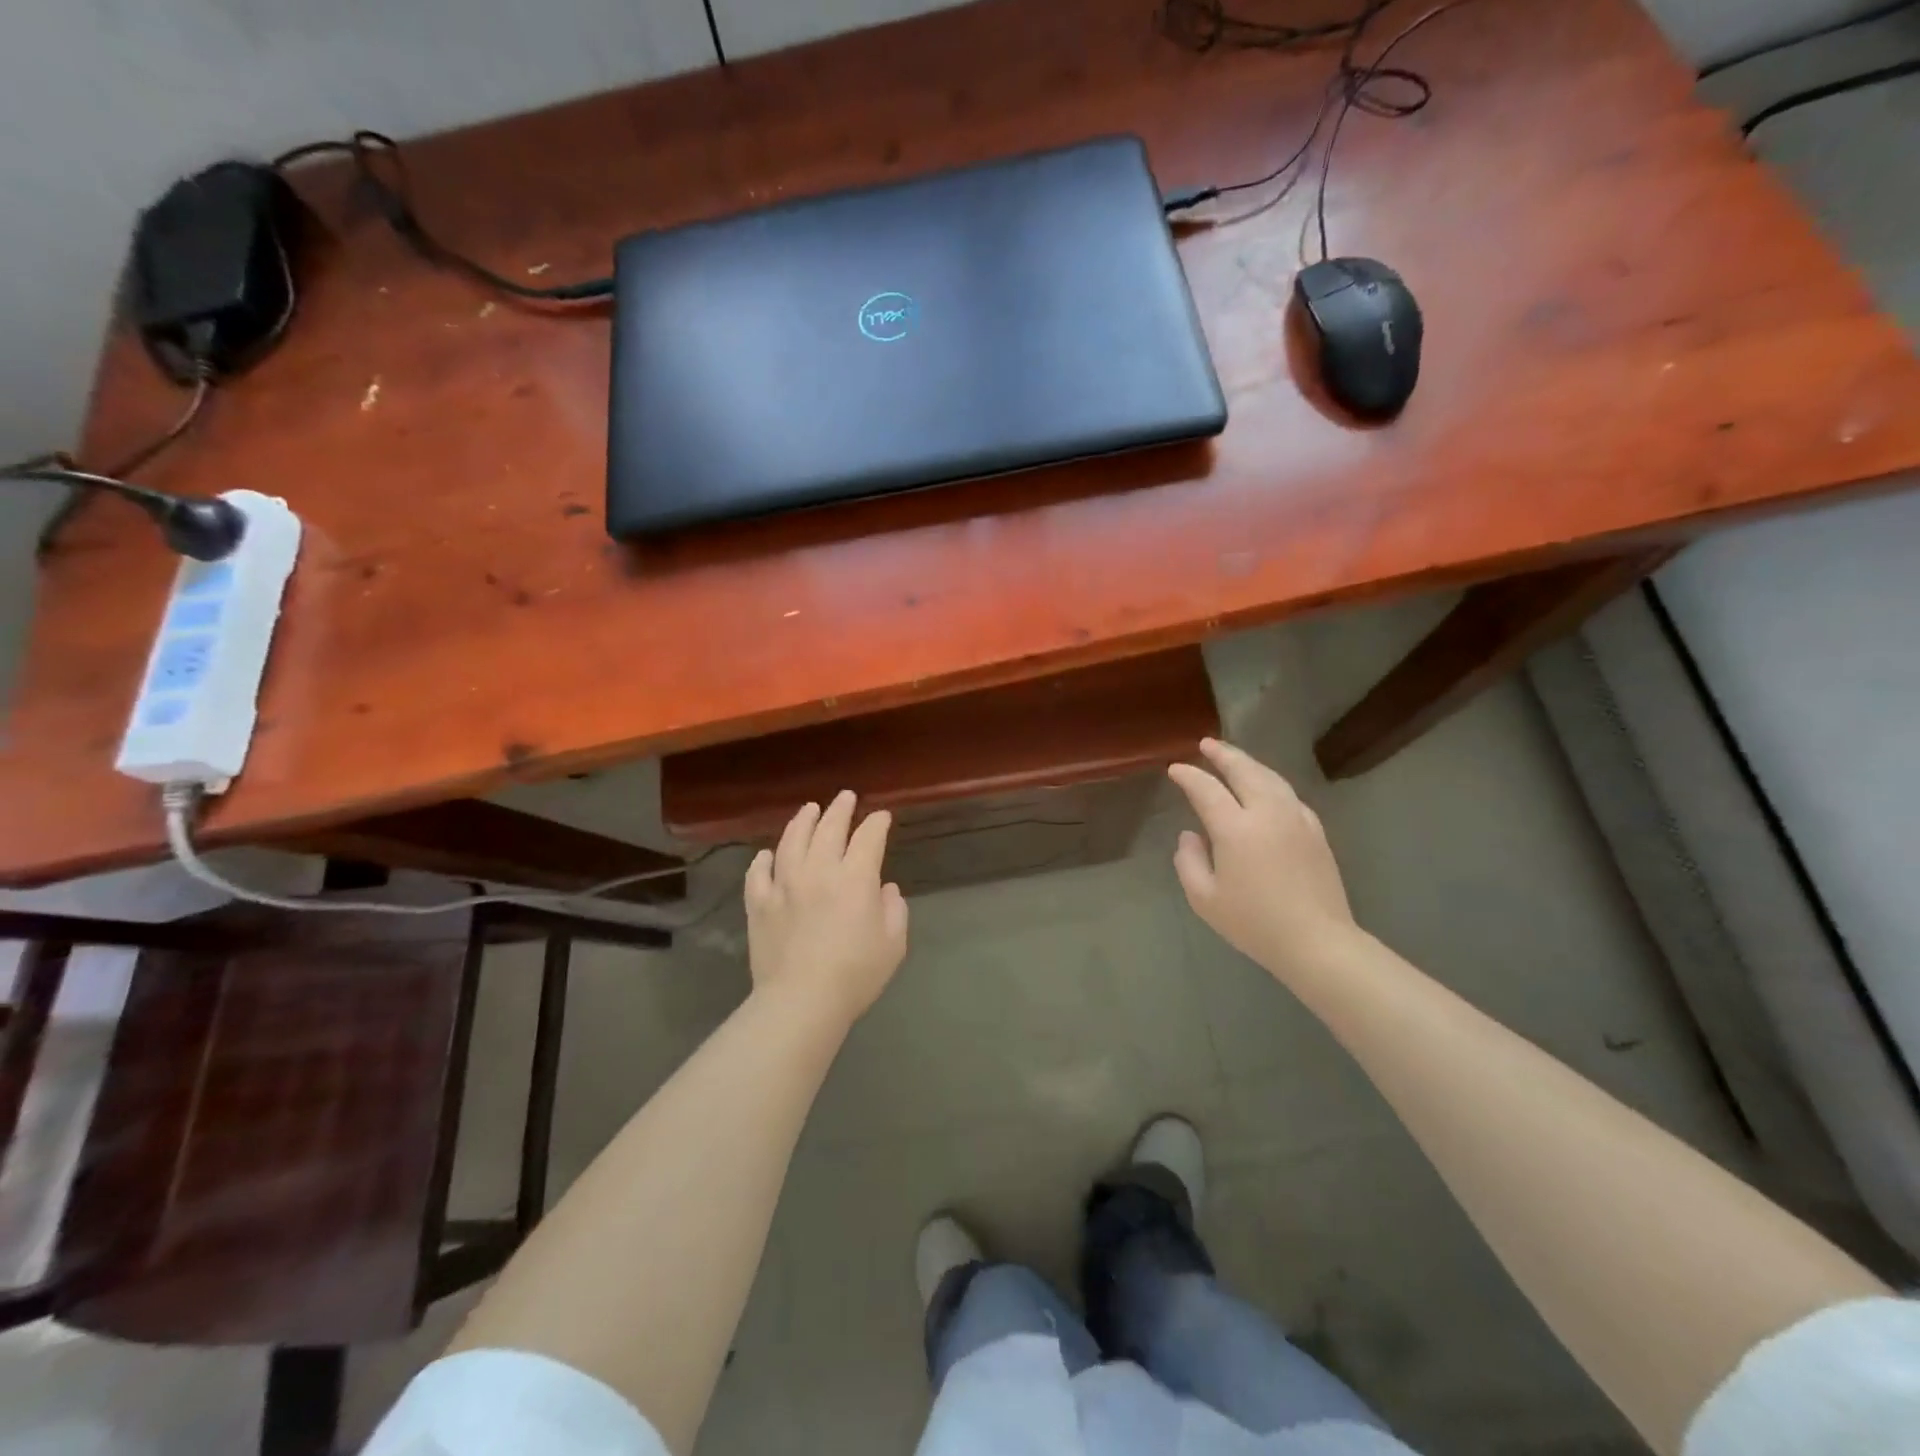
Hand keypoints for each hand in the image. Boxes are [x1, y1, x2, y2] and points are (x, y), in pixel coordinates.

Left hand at [744, 790, 908, 1026]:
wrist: (801, 1001)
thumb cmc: (855, 974)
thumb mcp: (893, 944)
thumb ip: (894, 910)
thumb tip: (885, 889)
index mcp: (855, 878)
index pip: (868, 837)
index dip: (877, 823)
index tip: (882, 817)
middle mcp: (818, 870)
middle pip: (828, 828)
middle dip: (840, 809)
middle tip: (846, 797)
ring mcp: (783, 884)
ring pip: (791, 840)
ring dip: (802, 821)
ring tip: (809, 809)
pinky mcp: (758, 903)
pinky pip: (758, 872)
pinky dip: (763, 859)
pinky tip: (767, 854)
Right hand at [1167, 739, 1358, 979]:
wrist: (1317, 942)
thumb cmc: (1254, 923)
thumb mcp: (1205, 899)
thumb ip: (1189, 862)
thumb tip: (1190, 836)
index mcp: (1236, 829)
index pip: (1207, 789)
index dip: (1189, 776)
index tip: (1175, 769)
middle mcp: (1267, 813)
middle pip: (1244, 771)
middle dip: (1223, 754)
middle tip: (1206, 744)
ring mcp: (1296, 819)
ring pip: (1271, 778)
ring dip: (1249, 763)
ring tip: (1233, 757)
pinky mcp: (1315, 831)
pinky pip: (1289, 795)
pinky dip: (1271, 783)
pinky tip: (1266, 788)